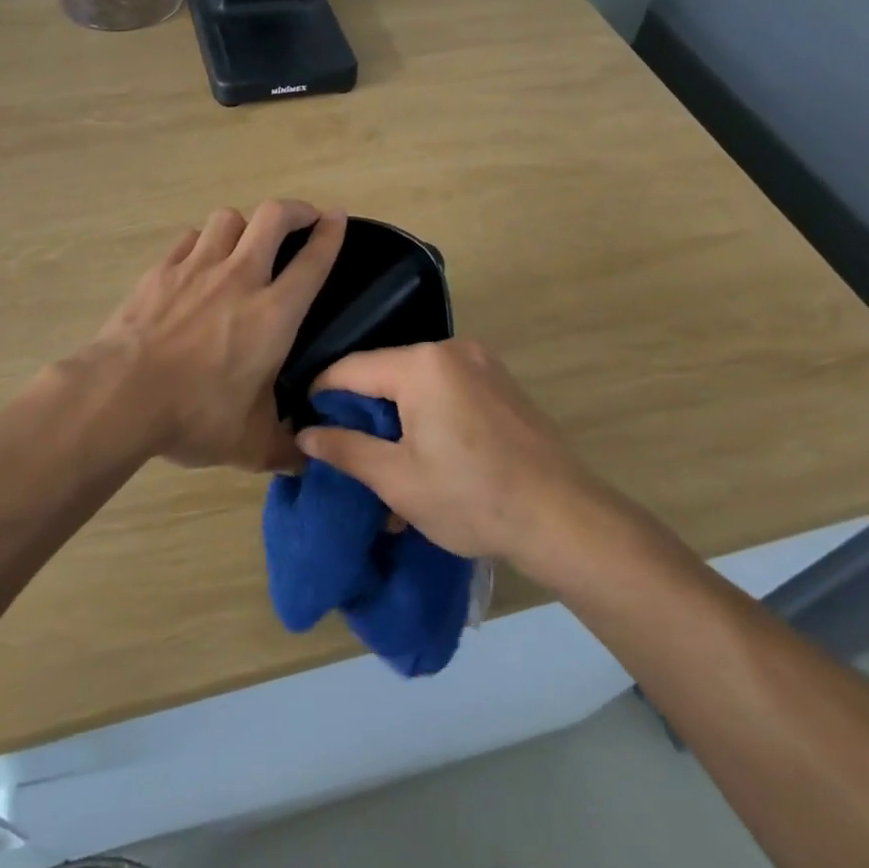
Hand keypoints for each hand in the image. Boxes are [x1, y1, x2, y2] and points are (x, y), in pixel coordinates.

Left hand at [88, 201, 345, 471]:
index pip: (313, 260)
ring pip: (228, 218)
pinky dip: (202, 242)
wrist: (121, 396)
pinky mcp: (160, 271)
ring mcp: (195, 268)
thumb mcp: (249, 444)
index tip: (338, 217)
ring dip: (244, 224)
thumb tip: (302, 463)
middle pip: (273, 217)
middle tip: (302, 219)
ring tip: (246, 241)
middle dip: (294, 209)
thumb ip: (282, 449)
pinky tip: (198, 261)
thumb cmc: (195, 415)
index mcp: (273, 313)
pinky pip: (189, 239)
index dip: (331, 233)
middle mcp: (239, 278)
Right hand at [298, 338, 601, 562]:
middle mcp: (451, 350)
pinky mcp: (501, 381)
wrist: (564, 517)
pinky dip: (428, 409)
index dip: (322, 393)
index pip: (352, 368)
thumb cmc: (472, 498)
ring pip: (418, 379)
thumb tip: (304, 434)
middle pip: (386, 370)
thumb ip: (346, 449)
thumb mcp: (398, 479)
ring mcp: (482, 362)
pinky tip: (427, 447)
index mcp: (421, 365)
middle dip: (362, 406)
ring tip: (385, 453)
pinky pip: (447, 385)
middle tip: (343, 444)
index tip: (304, 420)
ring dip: (396, 411)